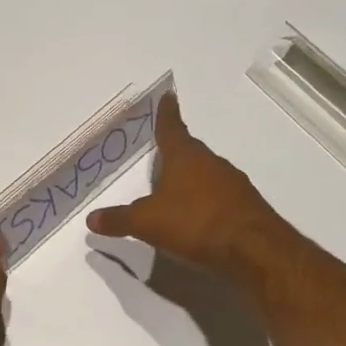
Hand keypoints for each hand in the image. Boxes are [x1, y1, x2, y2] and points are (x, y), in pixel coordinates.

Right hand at [86, 93, 288, 282]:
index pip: (172, 129)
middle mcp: (211, 163)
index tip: (168, 95)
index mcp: (185, 157)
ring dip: (193, 178)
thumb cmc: (194, 223)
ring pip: (208, 173)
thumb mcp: (147, 223)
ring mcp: (233, 184)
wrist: (254, 249)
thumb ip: (119, 219)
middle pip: (191, 151)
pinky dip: (208, 201)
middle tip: (163, 153)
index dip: (167, 113)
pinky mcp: (246, 206)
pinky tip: (200, 217)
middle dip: (177, 151)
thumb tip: (91, 219)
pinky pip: (221, 196)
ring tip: (177, 189)